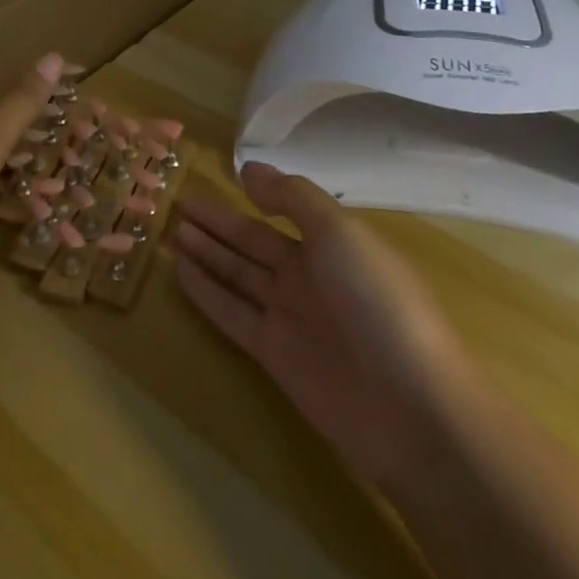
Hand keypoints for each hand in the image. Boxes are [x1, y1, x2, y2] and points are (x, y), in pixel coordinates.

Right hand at [175, 162, 463, 486]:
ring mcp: (290, 315)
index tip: (217, 177)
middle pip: (253, 242)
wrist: (409, 409)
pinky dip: (206, 292)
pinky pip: (231, 312)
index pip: (282, 210)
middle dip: (218, 223)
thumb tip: (248, 169)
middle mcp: (309, 275)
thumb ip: (292, 197)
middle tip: (177, 203)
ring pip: (237, 274)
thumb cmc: (377, 302)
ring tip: (170, 230)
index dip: (252, 194)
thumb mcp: (339, 232)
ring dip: (206, 253)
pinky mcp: (273, 354)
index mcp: (333, 243)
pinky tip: (178, 271)